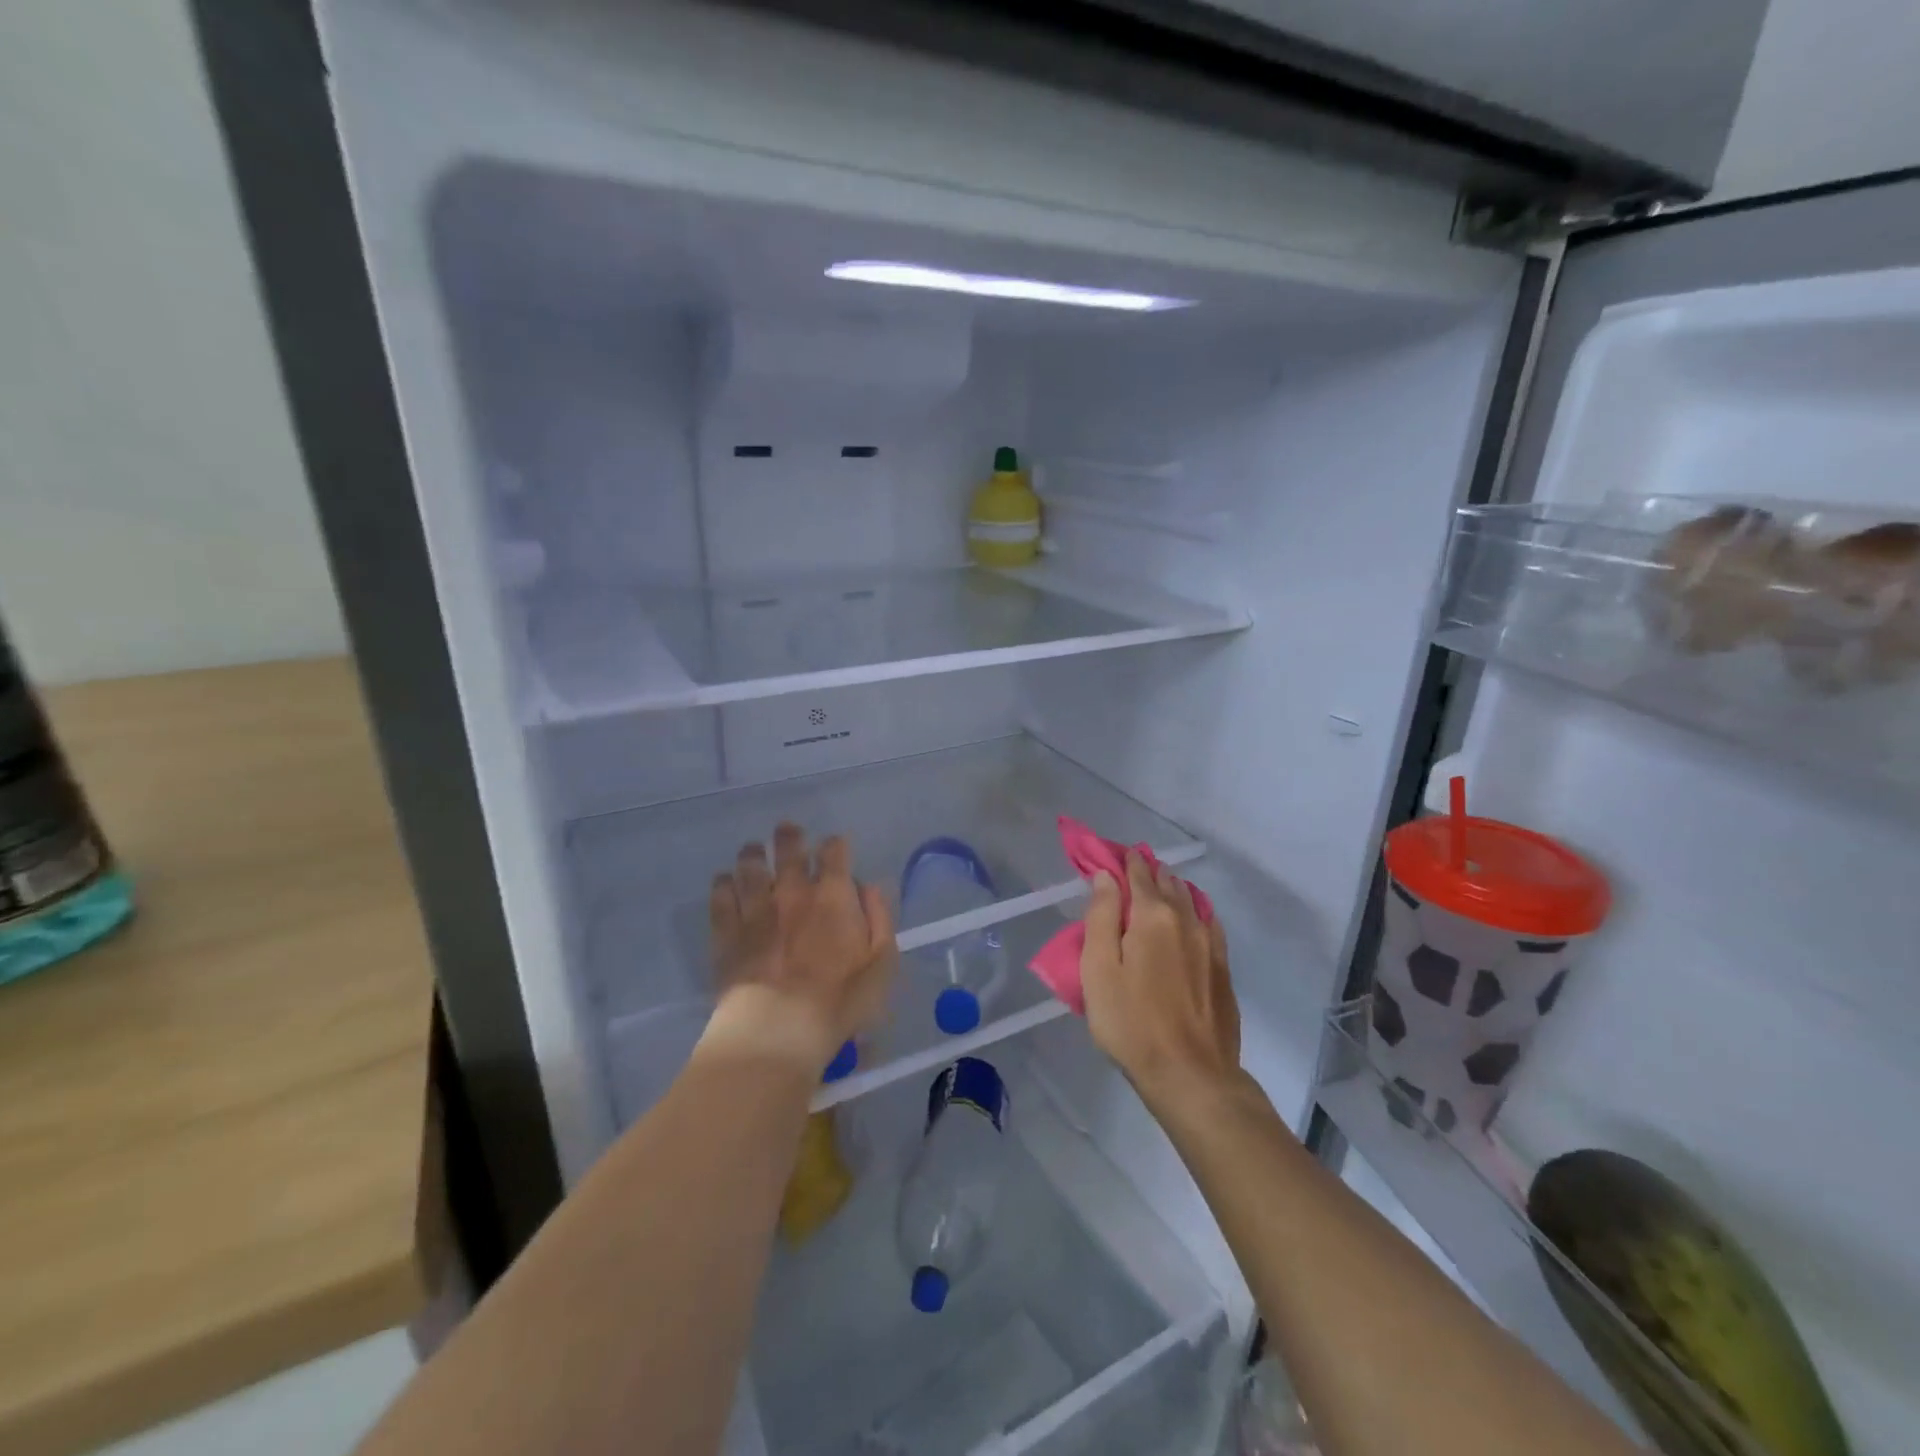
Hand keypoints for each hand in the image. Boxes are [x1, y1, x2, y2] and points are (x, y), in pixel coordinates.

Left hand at [704, 822, 895, 1074]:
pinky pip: (721, 898)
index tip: (836, 846)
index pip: (834, 853)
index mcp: (833, 896)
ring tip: (753, 850)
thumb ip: (879, 918)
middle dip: (789, 837)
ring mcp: (755, 910)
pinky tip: (724, 882)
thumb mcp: (882, 963)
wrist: (778, 1027)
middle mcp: (792, 892)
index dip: (836, 844)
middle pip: (788, 851)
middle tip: (787, 829)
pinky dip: (723, 885)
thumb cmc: (840, 999)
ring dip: (753, 854)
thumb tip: (868, 887)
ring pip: (751, 868)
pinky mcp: (727, 932)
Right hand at [1080, 852, 1239, 1106]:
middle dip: (1147, 871)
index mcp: (1152, 916)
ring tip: (1158, 885)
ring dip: (1172, 888)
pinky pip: (1208, 923)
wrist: (1191, 1075)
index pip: (1137, 873)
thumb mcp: (1099, 969)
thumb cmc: (1131, 1022)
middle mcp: (1186, 920)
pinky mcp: (1222, 968)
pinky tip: (1192, 916)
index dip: (1122, 860)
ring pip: (1190, 900)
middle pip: (1166, 882)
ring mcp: (1210, 944)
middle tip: (1130, 869)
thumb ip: (1101, 917)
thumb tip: (1107, 877)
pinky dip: (1195, 911)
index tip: (1109, 855)